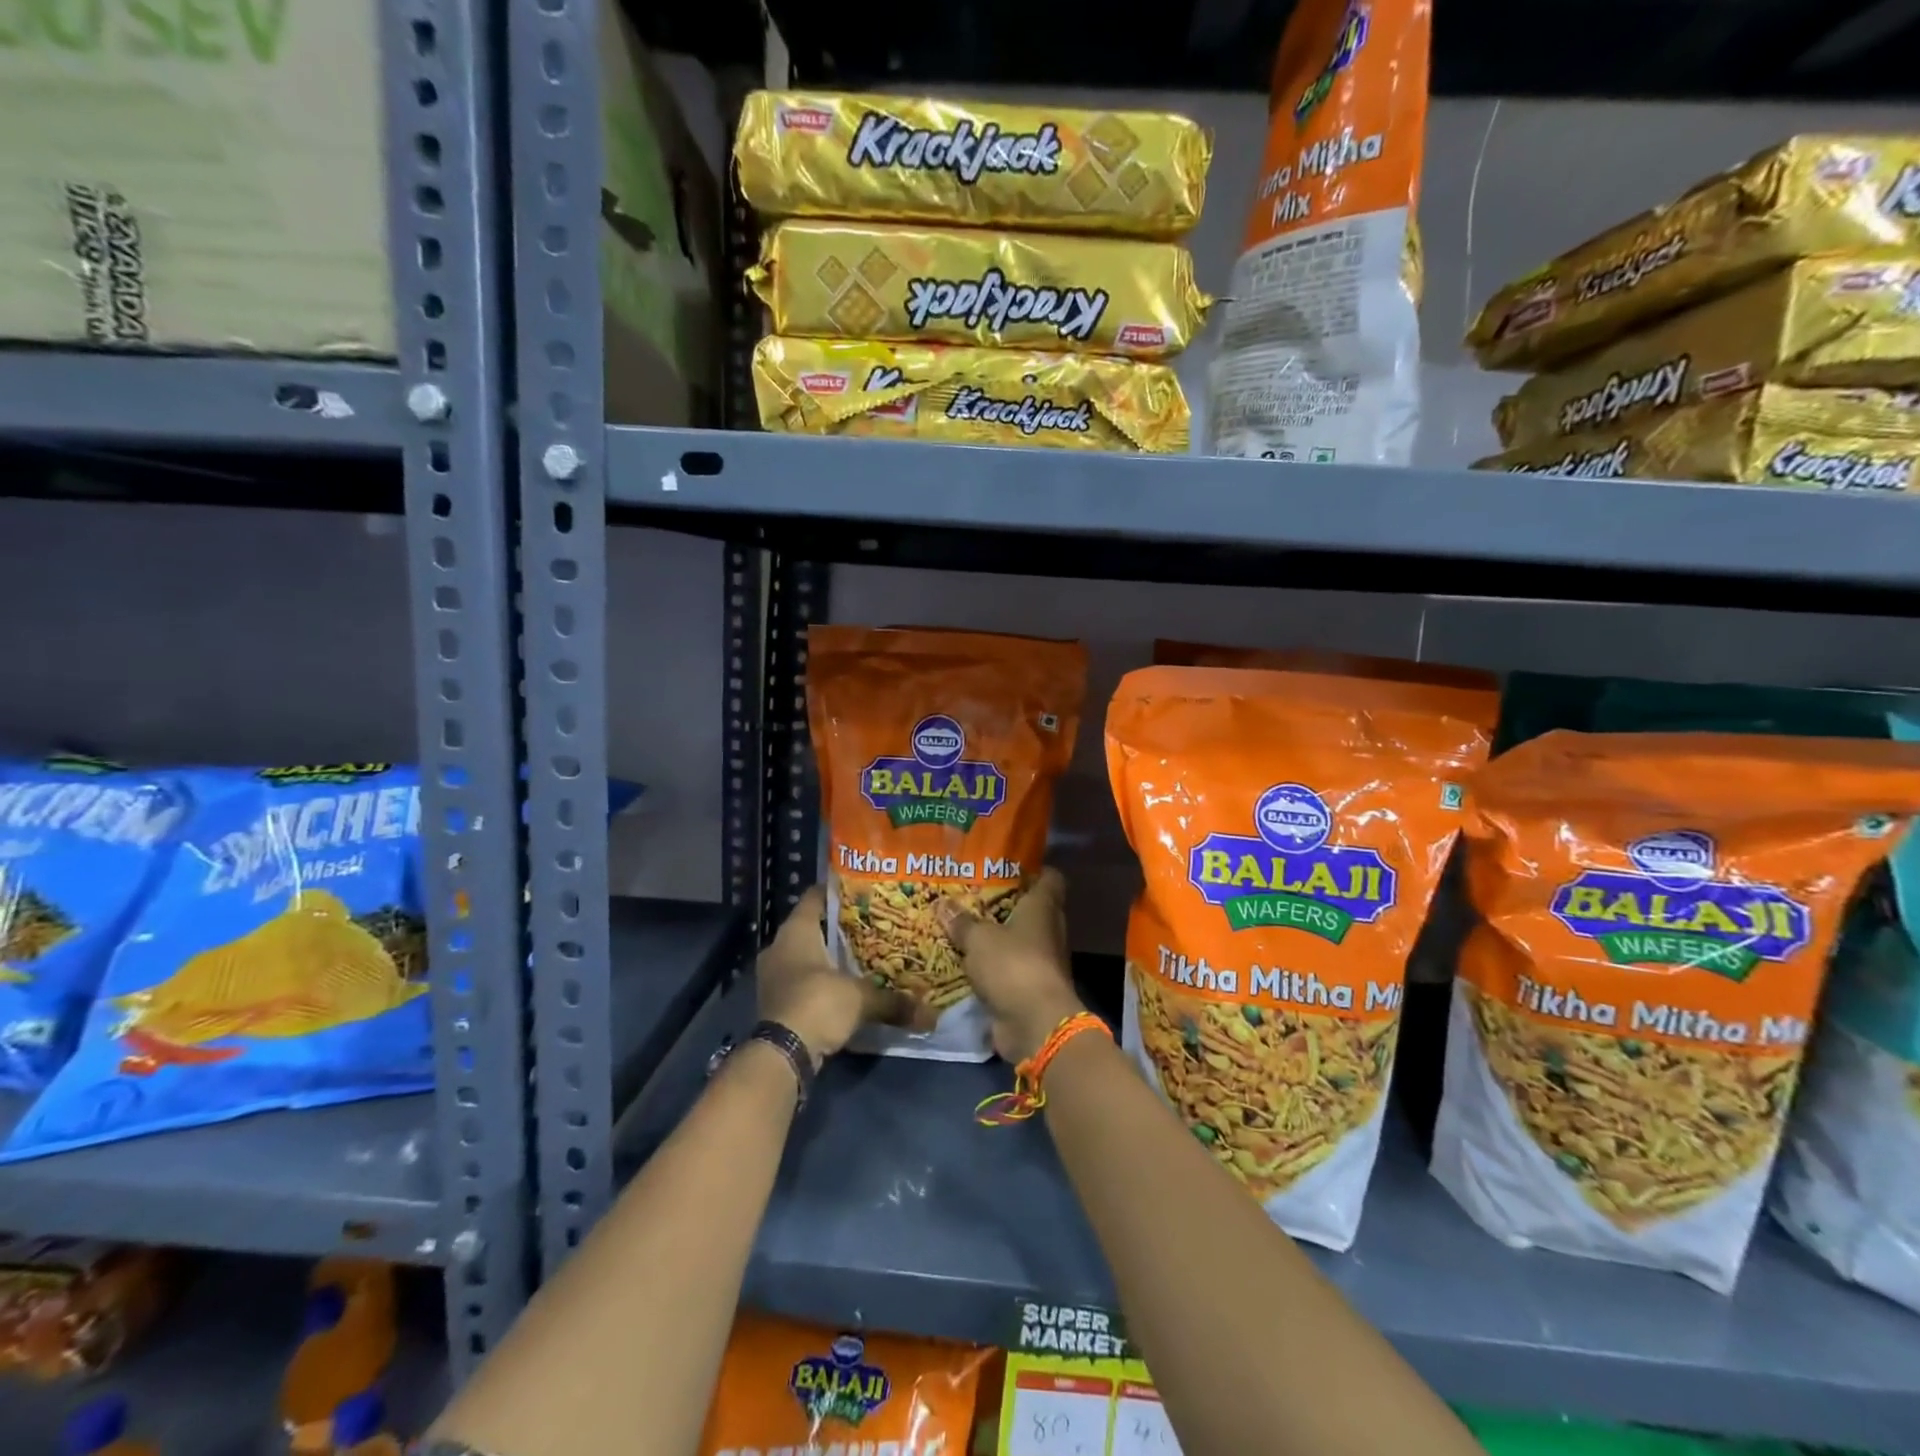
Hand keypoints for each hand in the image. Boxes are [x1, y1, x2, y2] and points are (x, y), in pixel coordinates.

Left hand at [756, 885, 929, 1061]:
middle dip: (839, 928)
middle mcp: (779, 947)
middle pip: (812, 927)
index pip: (815, 897)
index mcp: (796, 931)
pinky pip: (801, 980)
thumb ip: (894, 1001)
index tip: (863, 892)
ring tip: (863, 956)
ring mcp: (773, 976)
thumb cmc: (818, 1004)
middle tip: (871, 926)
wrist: (781, 1055)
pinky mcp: (774, 1002)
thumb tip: (931, 1016)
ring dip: (829, 957)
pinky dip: (820, 981)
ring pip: (805, 955)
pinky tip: (844, 987)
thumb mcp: (862, 999)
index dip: (838, 892)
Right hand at [936, 868, 1085, 1062]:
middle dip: (1004, 902)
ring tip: (963, 923)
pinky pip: (1008, 968)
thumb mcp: (979, 939)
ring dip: (996, 936)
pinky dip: (992, 965)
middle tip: (972, 892)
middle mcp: (1047, 931)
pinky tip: (965, 959)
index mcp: (1043, 908)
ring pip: (1017, 940)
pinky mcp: (1029, 988)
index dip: (1034, 869)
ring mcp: (1041, 961)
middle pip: (1030, 908)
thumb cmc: (1013, 966)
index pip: (1050, 878)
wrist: (1035, 1024)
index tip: (1008, 863)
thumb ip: (962, 922)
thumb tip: (942, 903)